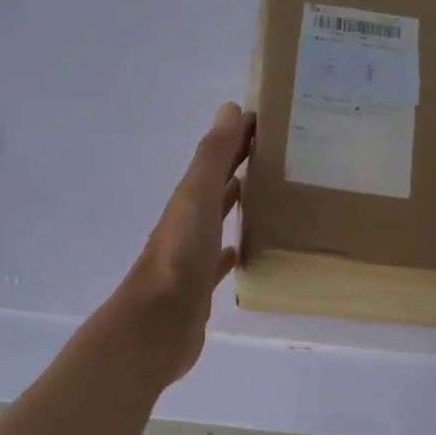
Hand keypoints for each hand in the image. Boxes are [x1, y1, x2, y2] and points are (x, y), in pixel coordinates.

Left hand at [110, 102, 253, 386]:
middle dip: (240, 170)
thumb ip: (212, 156)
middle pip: (216, 189)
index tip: (268, 125)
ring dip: (235, 207)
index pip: (215, 160)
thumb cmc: (179, 257)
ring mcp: (192, 257)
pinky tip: (244, 250)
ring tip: (270, 198)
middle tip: (280, 158)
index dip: (236, 140)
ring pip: (217, 223)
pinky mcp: (199, 289)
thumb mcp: (196, 198)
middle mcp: (187, 224)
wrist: (155, 326)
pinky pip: (218, 262)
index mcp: (187, 200)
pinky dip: (231, 251)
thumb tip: (229, 108)